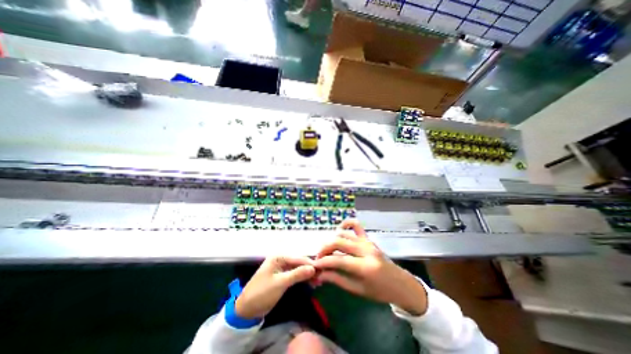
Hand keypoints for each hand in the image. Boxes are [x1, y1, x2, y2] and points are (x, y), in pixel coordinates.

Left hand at [234, 256, 314, 318]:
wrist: (246, 310)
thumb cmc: (262, 293)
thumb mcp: (280, 283)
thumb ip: (297, 274)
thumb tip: (313, 268)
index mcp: (278, 257)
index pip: (298, 258)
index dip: (310, 264)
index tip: (322, 269)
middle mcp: (281, 260)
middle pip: (299, 262)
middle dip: (310, 269)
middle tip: (321, 277)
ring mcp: (282, 268)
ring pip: (299, 269)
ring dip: (308, 274)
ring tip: (318, 281)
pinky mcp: (283, 276)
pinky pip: (295, 275)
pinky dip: (303, 278)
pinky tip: (311, 282)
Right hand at [314, 219, 427, 314]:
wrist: (400, 284)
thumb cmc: (379, 291)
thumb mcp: (357, 290)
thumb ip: (337, 279)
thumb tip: (320, 274)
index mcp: (365, 267)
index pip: (338, 260)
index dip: (324, 261)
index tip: (314, 264)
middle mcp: (365, 250)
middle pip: (338, 242)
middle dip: (325, 249)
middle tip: (319, 257)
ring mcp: (367, 241)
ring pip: (344, 233)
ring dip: (332, 240)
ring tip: (328, 250)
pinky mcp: (368, 238)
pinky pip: (356, 225)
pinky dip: (346, 224)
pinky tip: (339, 231)